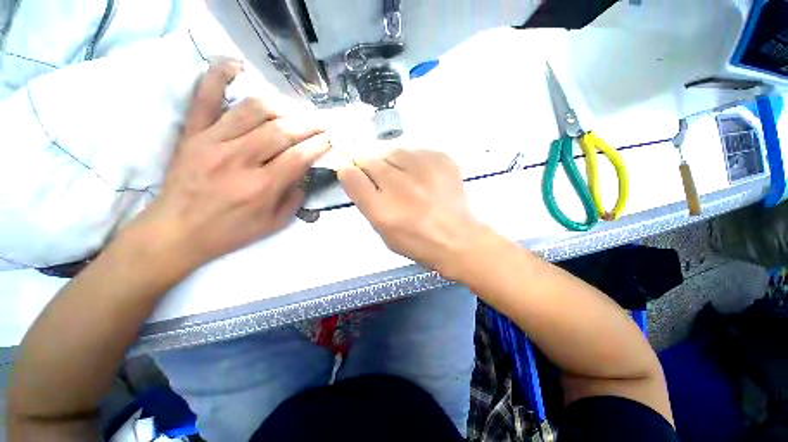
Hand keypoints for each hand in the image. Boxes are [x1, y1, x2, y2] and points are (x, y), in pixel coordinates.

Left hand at [133, 61, 329, 268]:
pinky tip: (237, 66)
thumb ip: (295, 197)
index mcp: (262, 187)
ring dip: (281, 105)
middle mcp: (239, 160)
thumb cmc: (230, 231)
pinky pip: (205, 97)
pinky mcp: (192, 134)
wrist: (177, 231)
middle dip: (309, 123)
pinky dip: (219, 76)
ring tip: (295, 109)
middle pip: (282, 130)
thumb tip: (304, 172)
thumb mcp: (274, 223)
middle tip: (322, 121)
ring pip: (253, 110)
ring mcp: (212, 142)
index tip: (332, 137)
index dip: (320, 144)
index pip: (300, 157)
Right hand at [337, 149, 486, 276]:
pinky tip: (420, 175)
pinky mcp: (441, 160)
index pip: (352, 175)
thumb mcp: (383, 231)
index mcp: (382, 210)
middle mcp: (399, 186)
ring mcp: (422, 170)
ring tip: (402, 176)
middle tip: (378, 174)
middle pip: (370, 159)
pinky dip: (412, 160)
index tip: (350, 168)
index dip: (347, 169)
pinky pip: (416, 150)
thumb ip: (366, 202)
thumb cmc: (416, 241)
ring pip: (392, 150)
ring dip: (390, 160)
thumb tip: (353, 174)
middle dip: (367, 163)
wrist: (457, 238)